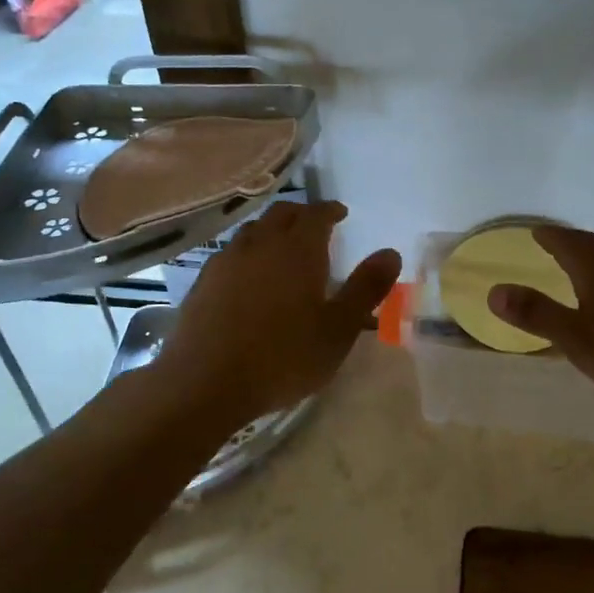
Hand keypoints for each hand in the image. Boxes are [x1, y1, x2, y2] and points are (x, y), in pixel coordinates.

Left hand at [155, 201, 401, 421]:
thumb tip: (391, 252)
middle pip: (281, 214)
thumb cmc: (283, 357)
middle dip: (301, 215)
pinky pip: (230, 253)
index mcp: (297, 250)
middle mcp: (260, 244)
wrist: (205, 382)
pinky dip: (247, 253)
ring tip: (282, 248)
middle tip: (314, 226)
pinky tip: (248, 276)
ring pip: (252, 231)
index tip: (340, 213)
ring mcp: (226, 261)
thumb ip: (366, 288)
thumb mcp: (338, 329)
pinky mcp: (202, 282)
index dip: (330, 210)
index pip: (316, 214)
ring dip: (271, 231)